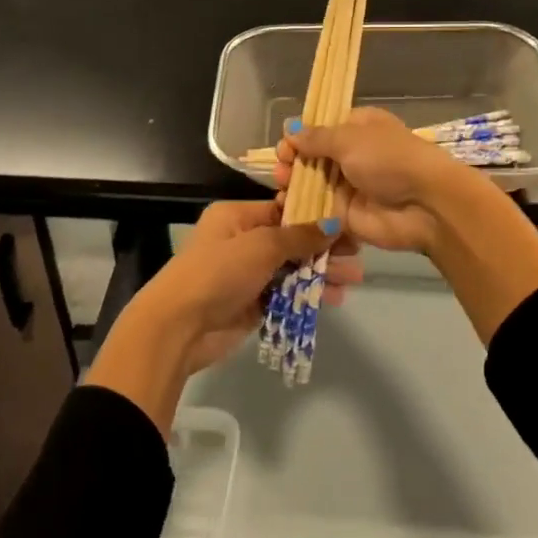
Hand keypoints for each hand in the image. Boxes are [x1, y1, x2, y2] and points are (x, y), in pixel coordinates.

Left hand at [160, 200, 364, 371]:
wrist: (179, 326)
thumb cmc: (218, 272)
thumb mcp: (261, 246)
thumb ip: (299, 236)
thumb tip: (334, 223)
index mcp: (236, 217)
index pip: (283, 210)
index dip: (316, 217)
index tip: (348, 224)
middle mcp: (242, 241)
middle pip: (291, 241)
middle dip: (324, 248)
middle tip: (357, 256)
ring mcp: (247, 275)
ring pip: (291, 269)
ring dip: (320, 273)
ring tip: (353, 280)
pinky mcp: (252, 304)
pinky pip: (286, 295)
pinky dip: (307, 295)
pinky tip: (334, 299)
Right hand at [275, 106, 473, 252]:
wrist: (425, 205)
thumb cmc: (389, 159)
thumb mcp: (350, 139)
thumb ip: (317, 138)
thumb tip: (290, 129)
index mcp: (358, 128)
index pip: (321, 128)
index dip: (300, 136)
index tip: (286, 146)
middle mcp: (352, 155)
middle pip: (312, 157)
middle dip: (292, 162)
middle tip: (281, 170)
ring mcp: (349, 187)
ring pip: (311, 184)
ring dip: (293, 185)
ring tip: (282, 188)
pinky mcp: (346, 216)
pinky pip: (317, 210)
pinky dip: (300, 209)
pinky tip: (284, 208)